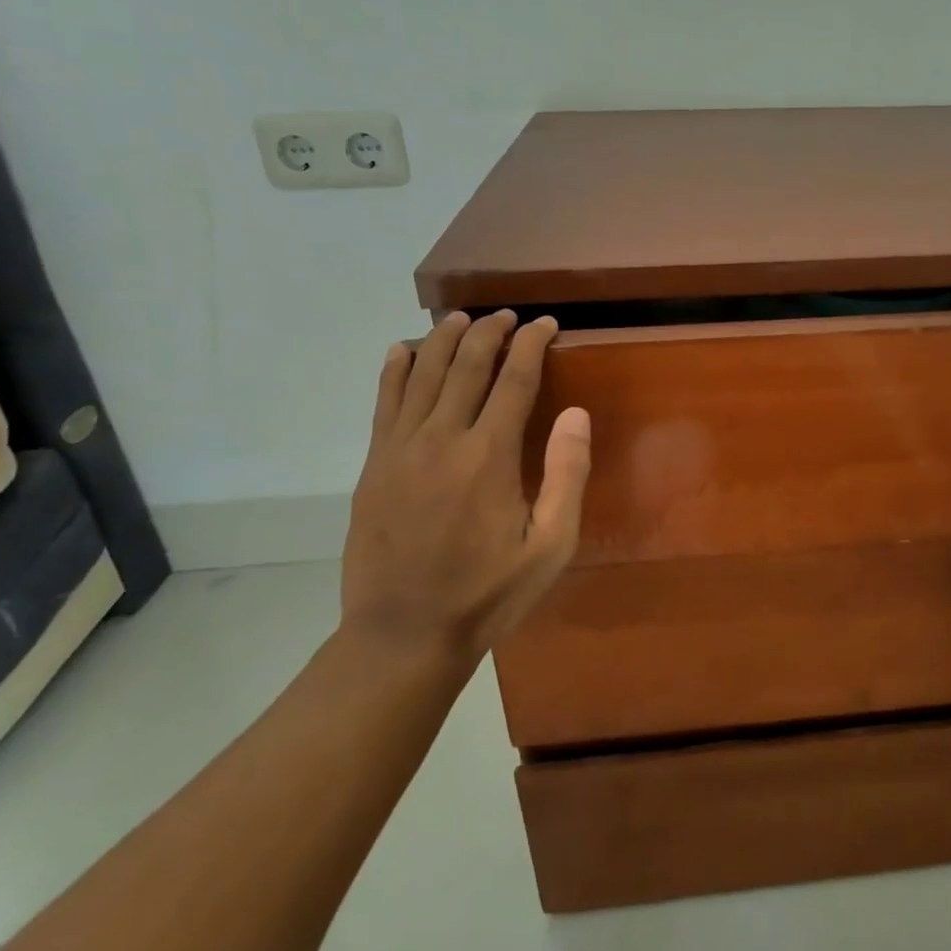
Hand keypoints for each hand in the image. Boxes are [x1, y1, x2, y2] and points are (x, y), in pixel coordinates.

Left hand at [340, 310, 591, 661]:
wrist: (404, 633)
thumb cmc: (489, 593)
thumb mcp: (551, 546)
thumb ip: (567, 476)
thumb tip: (576, 414)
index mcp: (490, 455)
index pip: (514, 379)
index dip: (532, 345)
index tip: (546, 325)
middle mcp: (442, 438)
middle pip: (466, 365)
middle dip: (491, 332)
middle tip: (509, 316)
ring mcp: (400, 449)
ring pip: (423, 373)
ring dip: (444, 339)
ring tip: (462, 318)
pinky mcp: (374, 464)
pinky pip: (384, 401)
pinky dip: (395, 369)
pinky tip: (403, 350)